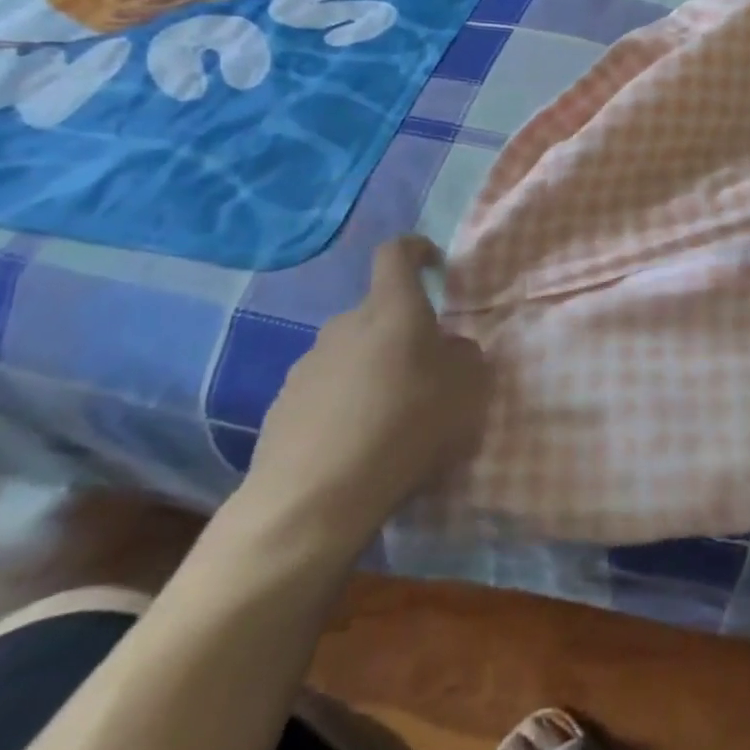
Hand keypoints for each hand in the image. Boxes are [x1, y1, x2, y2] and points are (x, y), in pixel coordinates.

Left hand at [241, 237, 491, 548]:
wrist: (314, 499)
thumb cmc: (405, 428)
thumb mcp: (467, 389)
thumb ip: (465, 356)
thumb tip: (448, 349)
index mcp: (392, 310)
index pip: (396, 253)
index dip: (416, 250)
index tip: (433, 264)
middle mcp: (345, 325)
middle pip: (378, 313)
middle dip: (402, 333)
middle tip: (426, 373)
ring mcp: (307, 365)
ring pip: (351, 354)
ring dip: (372, 372)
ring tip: (390, 419)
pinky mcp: (282, 406)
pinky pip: (325, 391)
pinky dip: (344, 405)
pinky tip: (356, 446)